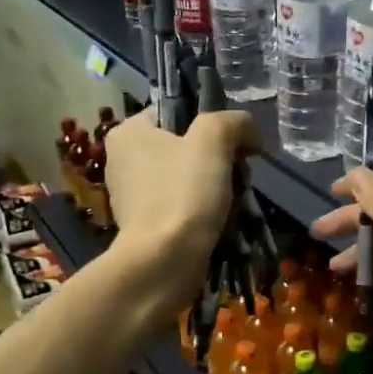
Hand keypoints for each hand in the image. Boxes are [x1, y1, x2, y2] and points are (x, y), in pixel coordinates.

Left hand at [104, 109, 257, 317]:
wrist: (165, 260)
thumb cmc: (184, 192)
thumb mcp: (213, 140)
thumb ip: (234, 122)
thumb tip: (251, 132)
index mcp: (127, 132)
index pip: (176, 113)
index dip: (212, 125)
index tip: (236, 146)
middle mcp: (121, 160)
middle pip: (184, 147)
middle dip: (217, 160)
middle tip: (238, 175)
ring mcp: (130, 196)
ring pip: (185, 178)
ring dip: (213, 187)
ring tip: (232, 201)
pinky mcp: (143, 226)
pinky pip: (180, 206)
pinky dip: (201, 211)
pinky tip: (218, 221)